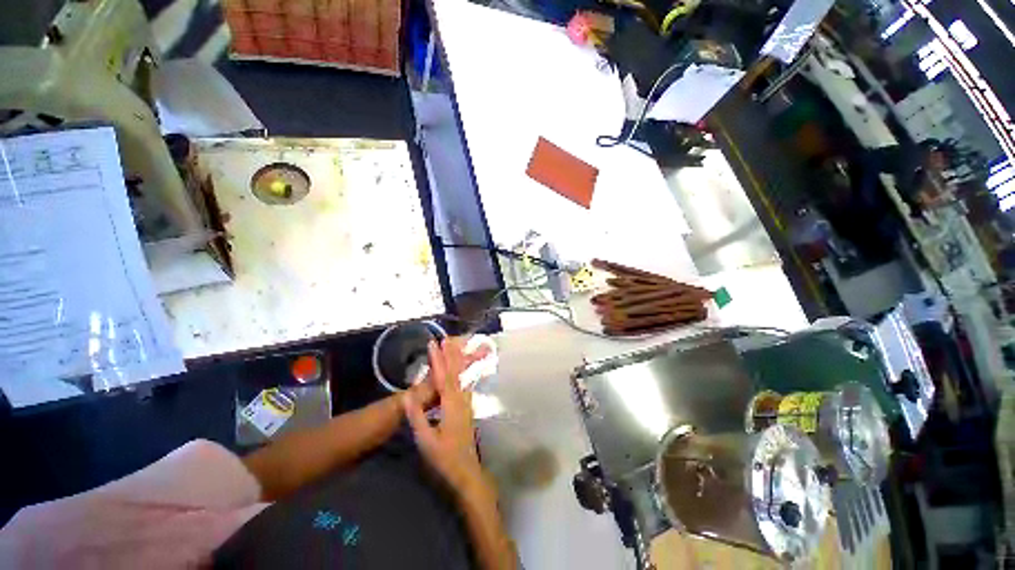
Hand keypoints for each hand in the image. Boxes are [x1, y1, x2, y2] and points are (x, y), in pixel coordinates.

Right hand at [403, 338, 485, 490]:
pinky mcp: (467, 407)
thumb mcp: (426, 440)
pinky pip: (465, 382)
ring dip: (457, 359)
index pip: (442, 376)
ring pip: (462, 375)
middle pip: (456, 371)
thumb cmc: (444, 457)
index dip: (437, 359)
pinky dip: (462, 370)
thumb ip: (417, 417)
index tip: (433, 343)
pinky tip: (462, 368)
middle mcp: (461, 398)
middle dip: (450, 353)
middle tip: (446, 338)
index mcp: (450, 404)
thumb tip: (407, 395)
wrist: (466, 470)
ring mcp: (466, 402)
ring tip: (454, 346)